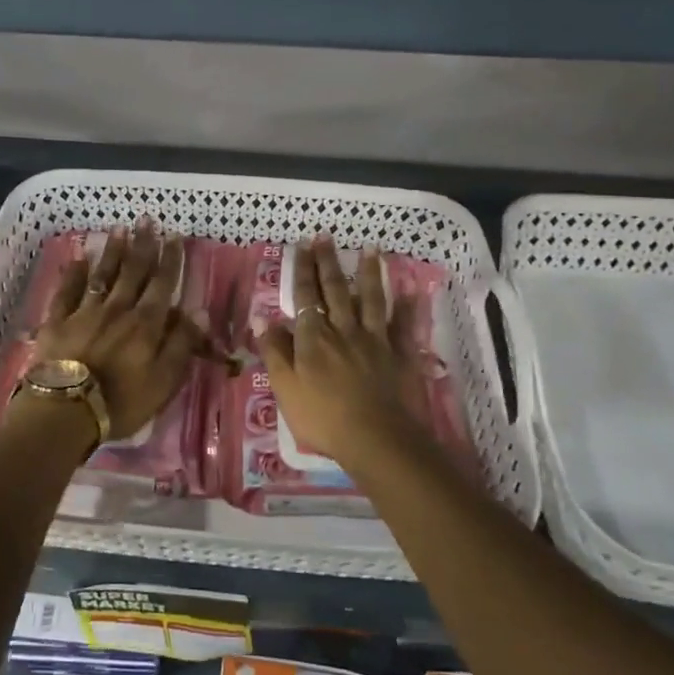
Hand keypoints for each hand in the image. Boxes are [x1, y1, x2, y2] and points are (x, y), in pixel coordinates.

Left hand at [28, 223, 202, 441]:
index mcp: (145, 323)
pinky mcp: (57, 321)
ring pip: (102, 274)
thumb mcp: (164, 381)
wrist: (65, 411)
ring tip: (119, 229)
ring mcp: (84, 312)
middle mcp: (117, 309)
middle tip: (147, 219)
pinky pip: (67, 291)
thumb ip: (181, 344)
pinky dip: (73, 273)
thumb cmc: (121, 402)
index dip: (170, 259)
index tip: (174, 235)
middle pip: (133, 271)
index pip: (162, 283)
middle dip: (142, 244)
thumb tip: (199, 311)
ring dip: (113, 251)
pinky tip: (78, 258)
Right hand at [259, 237, 424, 473]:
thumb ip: (274, 351)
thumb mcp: (285, 387)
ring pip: (370, 299)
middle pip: (335, 290)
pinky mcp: (399, 354)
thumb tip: (261, 317)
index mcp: (314, 337)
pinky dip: (408, 307)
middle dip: (328, 262)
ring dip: (369, 272)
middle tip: (326, 236)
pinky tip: (411, 290)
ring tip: (370, 248)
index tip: (302, 245)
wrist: (375, 438)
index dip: (303, 270)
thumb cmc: (322, 417)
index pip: (305, 296)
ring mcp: (374, 340)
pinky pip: (404, 326)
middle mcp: (344, 329)